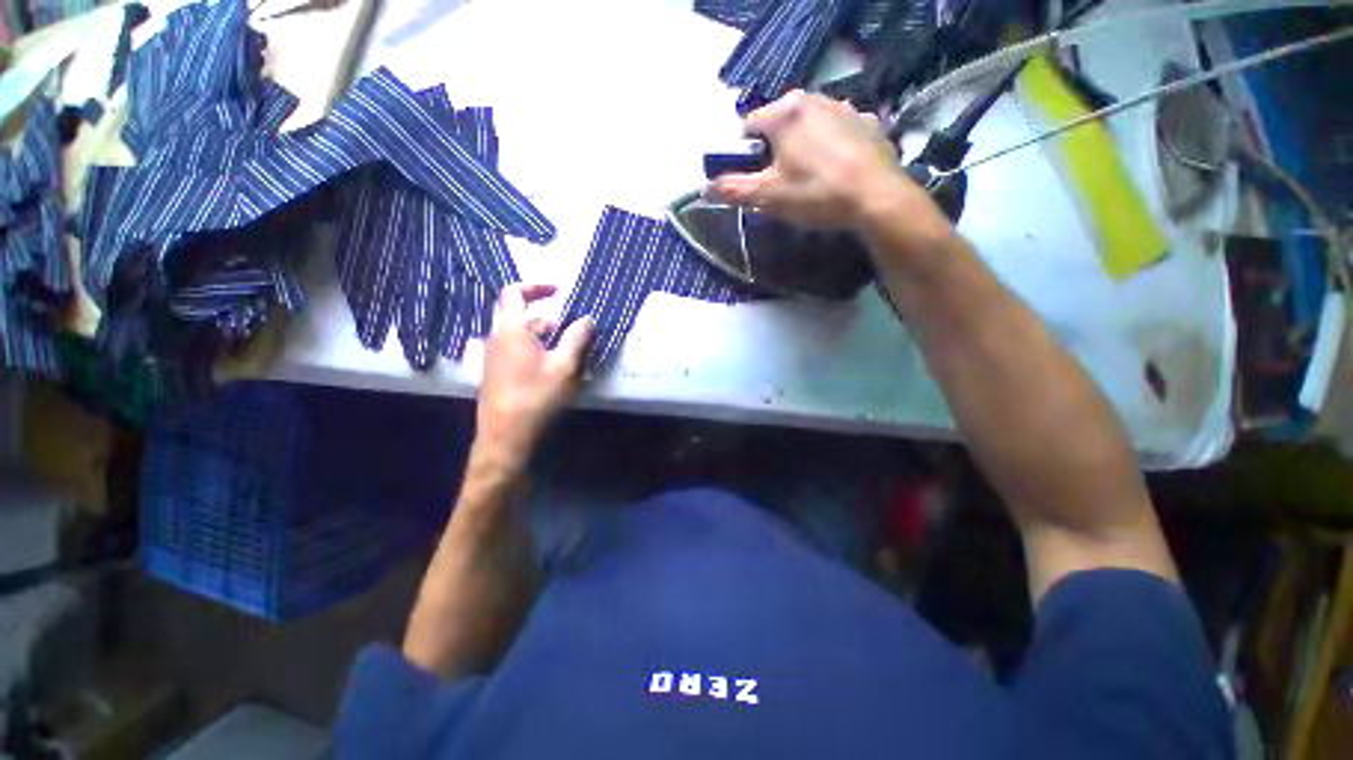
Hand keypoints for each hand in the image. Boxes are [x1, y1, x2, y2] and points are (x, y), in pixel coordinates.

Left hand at [475, 283, 594, 474]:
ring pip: (524, 337)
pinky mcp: (499, 375)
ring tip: (573, 354)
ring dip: (548, 339)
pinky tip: (558, 372)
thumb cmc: (536, 399)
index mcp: (511, 330)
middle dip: (551, 319)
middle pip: (523, 317)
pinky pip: (520, 353)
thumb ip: (577, 338)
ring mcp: (496, 358)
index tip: (560, 291)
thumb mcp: (565, 367)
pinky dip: (540, 353)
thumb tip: (587, 318)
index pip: (515, 292)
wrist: (506, 439)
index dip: (536, 286)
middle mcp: (498, 339)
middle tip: (576, 330)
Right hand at [708, 90, 928, 229]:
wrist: (877, 199)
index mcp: (785, 111)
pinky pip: (836, 132)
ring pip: (808, 127)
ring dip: (801, 148)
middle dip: (772, 152)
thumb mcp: (767, 196)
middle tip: (779, 183)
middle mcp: (815, 98)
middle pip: (778, 125)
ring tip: (808, 180)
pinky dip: (829, 148)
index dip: (743, 154)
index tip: (751, 178)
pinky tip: (835, 172)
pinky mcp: (868, 122)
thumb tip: (706, 188)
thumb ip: (733, 189)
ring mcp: (845, 107)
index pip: (748, 126)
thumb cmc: (815, 194)